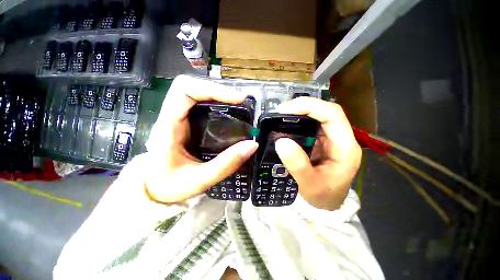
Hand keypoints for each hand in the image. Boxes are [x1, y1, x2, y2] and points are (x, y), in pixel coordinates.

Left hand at [143, 75, 257, 203]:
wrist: (155, 189)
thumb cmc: (170, 186)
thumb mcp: (200, 179)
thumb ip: (227, 164)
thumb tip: (252, 145)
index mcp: (168, 125)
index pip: (185, 90)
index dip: (213, 89)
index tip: (238, 100)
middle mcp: (172, 116)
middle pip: (193, 88)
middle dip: (219, 91)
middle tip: (242, 103)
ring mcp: (179, 119)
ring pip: (198, 95)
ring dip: (220, 97)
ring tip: (240, 107)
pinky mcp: (187, 125)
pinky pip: (202, 108)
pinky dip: (218, 106)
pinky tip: (231, 116)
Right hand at [275, 97, 361, 210]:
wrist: (327, 204)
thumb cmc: (323, 196)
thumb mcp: (309, 184)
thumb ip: (297, 165)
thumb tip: (281, 141)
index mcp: (345, 147)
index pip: (332, 114)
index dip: (309, 107)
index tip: (285, 111)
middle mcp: (340, 138)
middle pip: (325, 111)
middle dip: (302, 107)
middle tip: (280, 112)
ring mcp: (331, 139)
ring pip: (317, 116)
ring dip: (299, 113)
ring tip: (280, 117)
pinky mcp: (321, 141)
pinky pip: (310, 125)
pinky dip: (297, 122)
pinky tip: (286, 125)